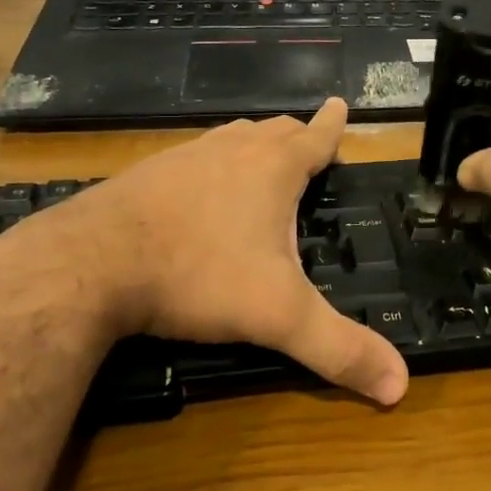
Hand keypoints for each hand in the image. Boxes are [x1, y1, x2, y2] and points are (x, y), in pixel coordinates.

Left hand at [0, 99, 408, 404]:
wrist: (89, 264)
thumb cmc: (198, 276)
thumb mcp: (278, 316)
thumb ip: (339, 349)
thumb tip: (400, 386)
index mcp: (272, 169)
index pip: (316, 138)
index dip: (333, 124)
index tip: (341, 103)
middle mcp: (231, 150)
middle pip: (274, 131)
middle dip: (296, 136)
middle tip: (308, 144)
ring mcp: (184, 157)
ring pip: (231, 138)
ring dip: (253, 145)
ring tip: (260, 160)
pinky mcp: (145, 174)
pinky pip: (192, 158)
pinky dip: (210, 165)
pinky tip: (198, 191)